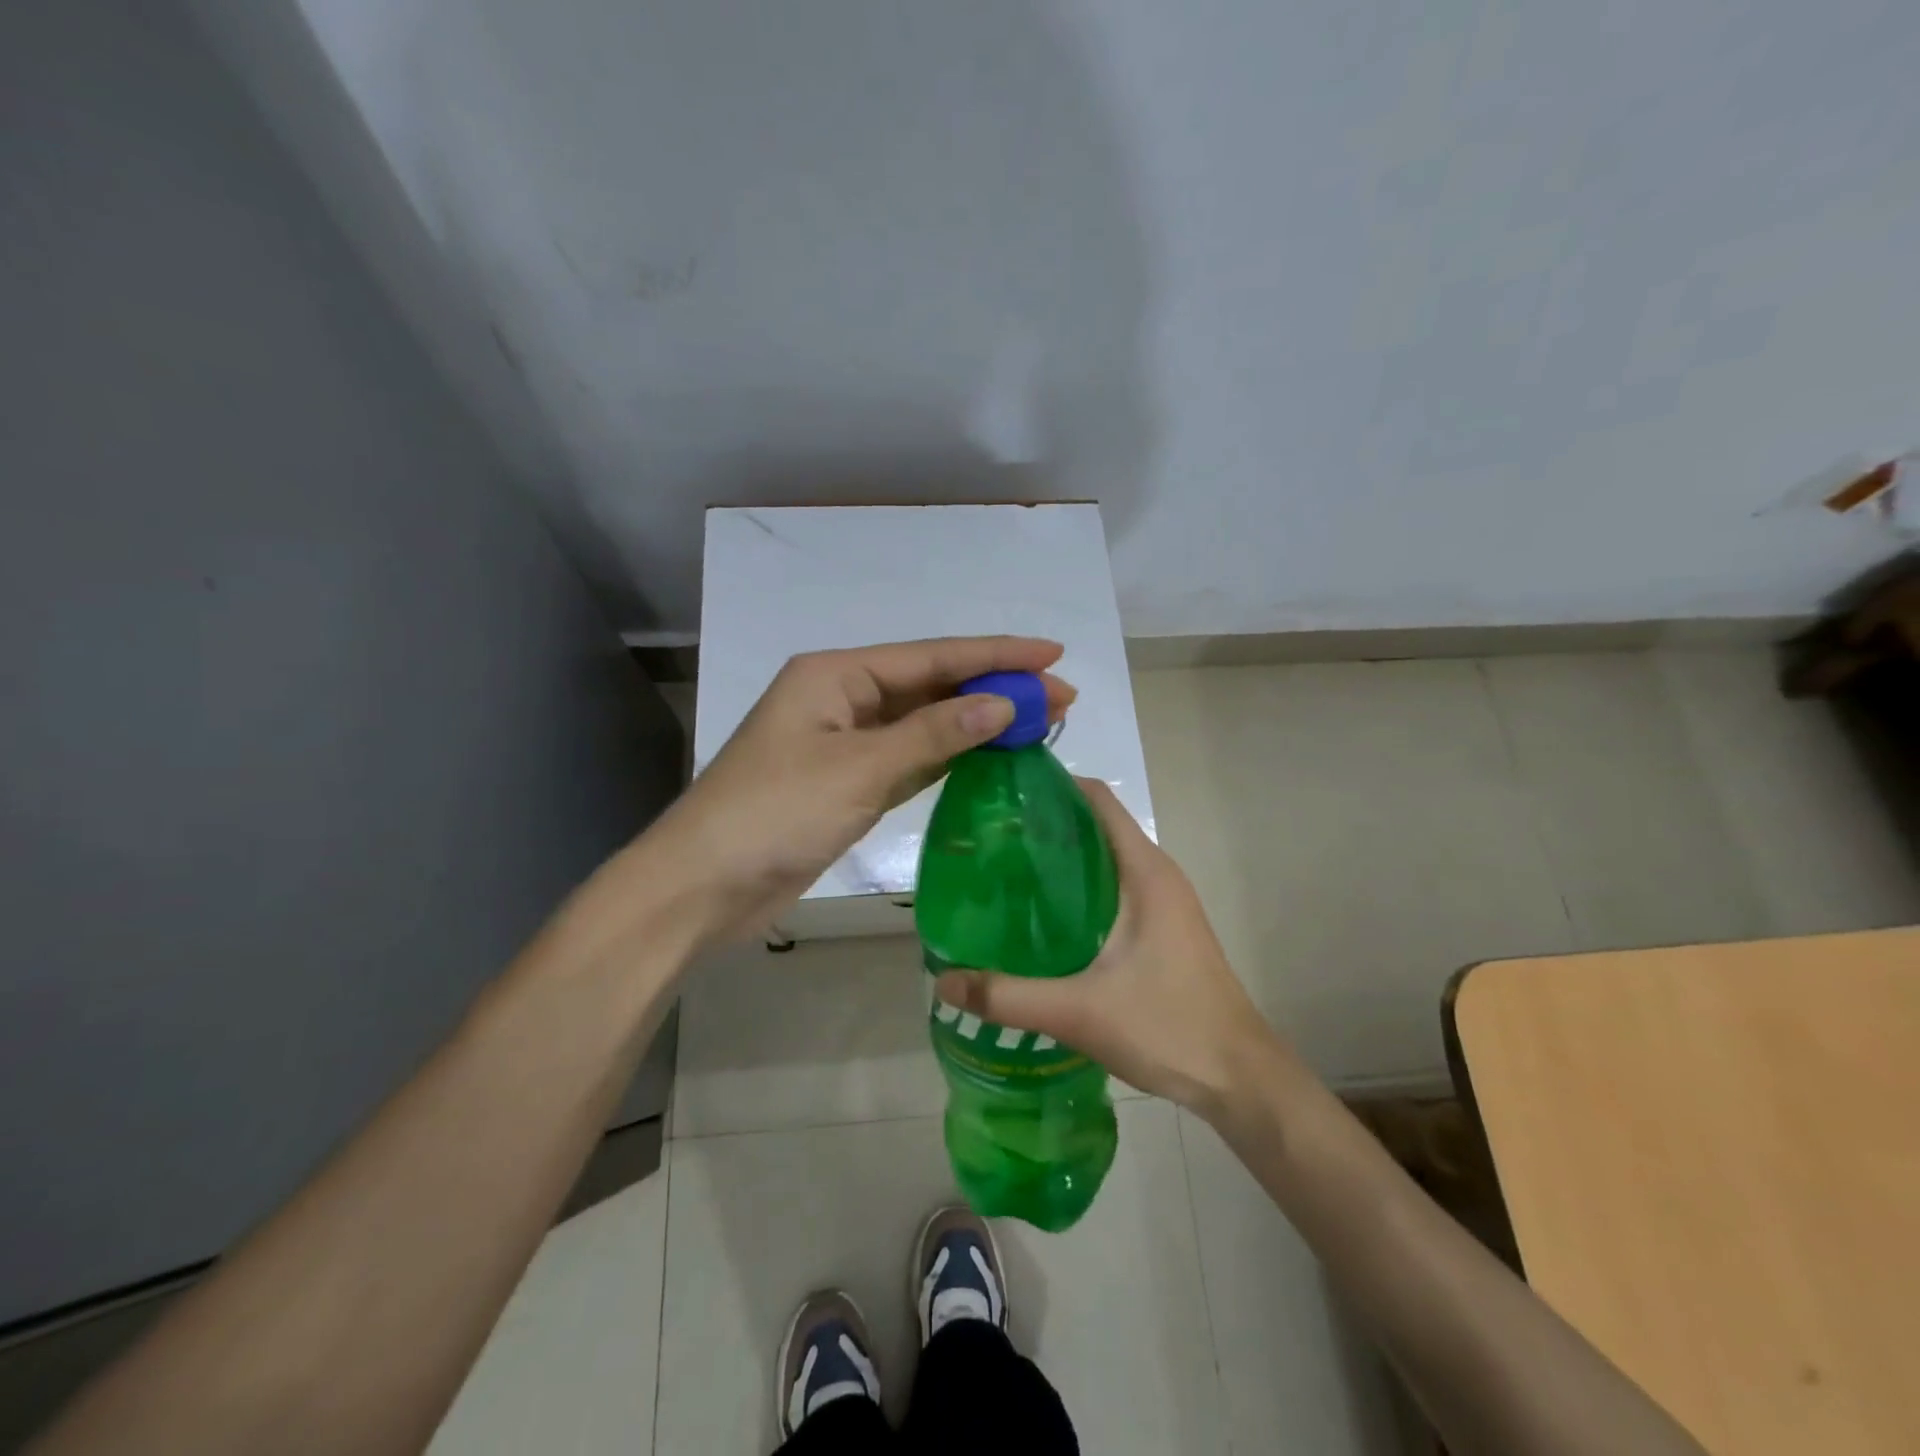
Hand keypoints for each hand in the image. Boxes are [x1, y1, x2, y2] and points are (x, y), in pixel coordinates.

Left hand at [647, 637, 1075, 944]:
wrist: (704, 886)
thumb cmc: (775, 814)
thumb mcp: (859, 768)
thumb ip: (933, 735)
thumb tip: (1002, 703)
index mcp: (836, 674)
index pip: (932, 657)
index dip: (995, 654)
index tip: (1052, 653)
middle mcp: (842, 698)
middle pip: (931, 686)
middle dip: (994, 688)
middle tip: (1061, 696)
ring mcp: (845, 743)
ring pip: (924, 724)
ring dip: (976, 723)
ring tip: (1038, 722)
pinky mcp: (848, 784)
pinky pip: (910, 759)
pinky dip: (949, 757)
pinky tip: (989, 755)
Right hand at [932, 778, 1290, 1116]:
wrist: (1238, 1078)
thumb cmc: (1168, 1027)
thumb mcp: (1079, 1011)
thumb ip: (1007, 996)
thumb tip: (942, 981)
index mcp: (1144, 870)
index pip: (1096, 798)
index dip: (1050, 786)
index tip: (1000, 795)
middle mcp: (1156, 874)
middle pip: (1094, 825)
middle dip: (1042, 825)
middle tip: (986, 840)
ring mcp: (1162, 902)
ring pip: (1102, 859)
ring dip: (1058, 860)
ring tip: (1003, 874)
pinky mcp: (1161, 928)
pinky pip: (1111, 889)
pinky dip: (1076, 889)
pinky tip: (1040, 919)